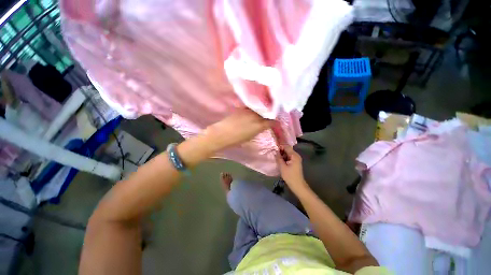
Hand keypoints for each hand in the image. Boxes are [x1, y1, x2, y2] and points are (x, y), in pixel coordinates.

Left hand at [204, 109, 270, 151]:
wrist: (222, 133)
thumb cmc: (236, 139)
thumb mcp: (250, 137)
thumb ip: (258, 130)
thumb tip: (262, 126)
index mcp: (259, 125)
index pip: (272, 121)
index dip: (274, 122)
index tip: (275, 123)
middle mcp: (256, 116)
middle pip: (266, 113)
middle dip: (268, 115)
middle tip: (269, 117)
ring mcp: (249, 111)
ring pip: (259, 109)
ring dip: (261, 111)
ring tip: (261, 113)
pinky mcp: (242, 108)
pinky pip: (251, 108)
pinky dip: (254, 110)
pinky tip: (252, 112)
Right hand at [275, 145, 308, 191]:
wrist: (297, 185)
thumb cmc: (290, 176)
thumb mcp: (282, 167)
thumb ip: (278, 158)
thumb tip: (275, 151)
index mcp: (294, 155)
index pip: (286, 147)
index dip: (280, 146)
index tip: (273, 147)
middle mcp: (296, 155)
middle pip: (287, 149)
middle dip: (280, 150)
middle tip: (273, 152)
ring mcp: (296, 159)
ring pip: (287, 153)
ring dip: (282, 154)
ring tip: (275, 156)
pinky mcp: (295, 162)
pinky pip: (289, 157)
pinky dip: (284, 157)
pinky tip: (279, 160)